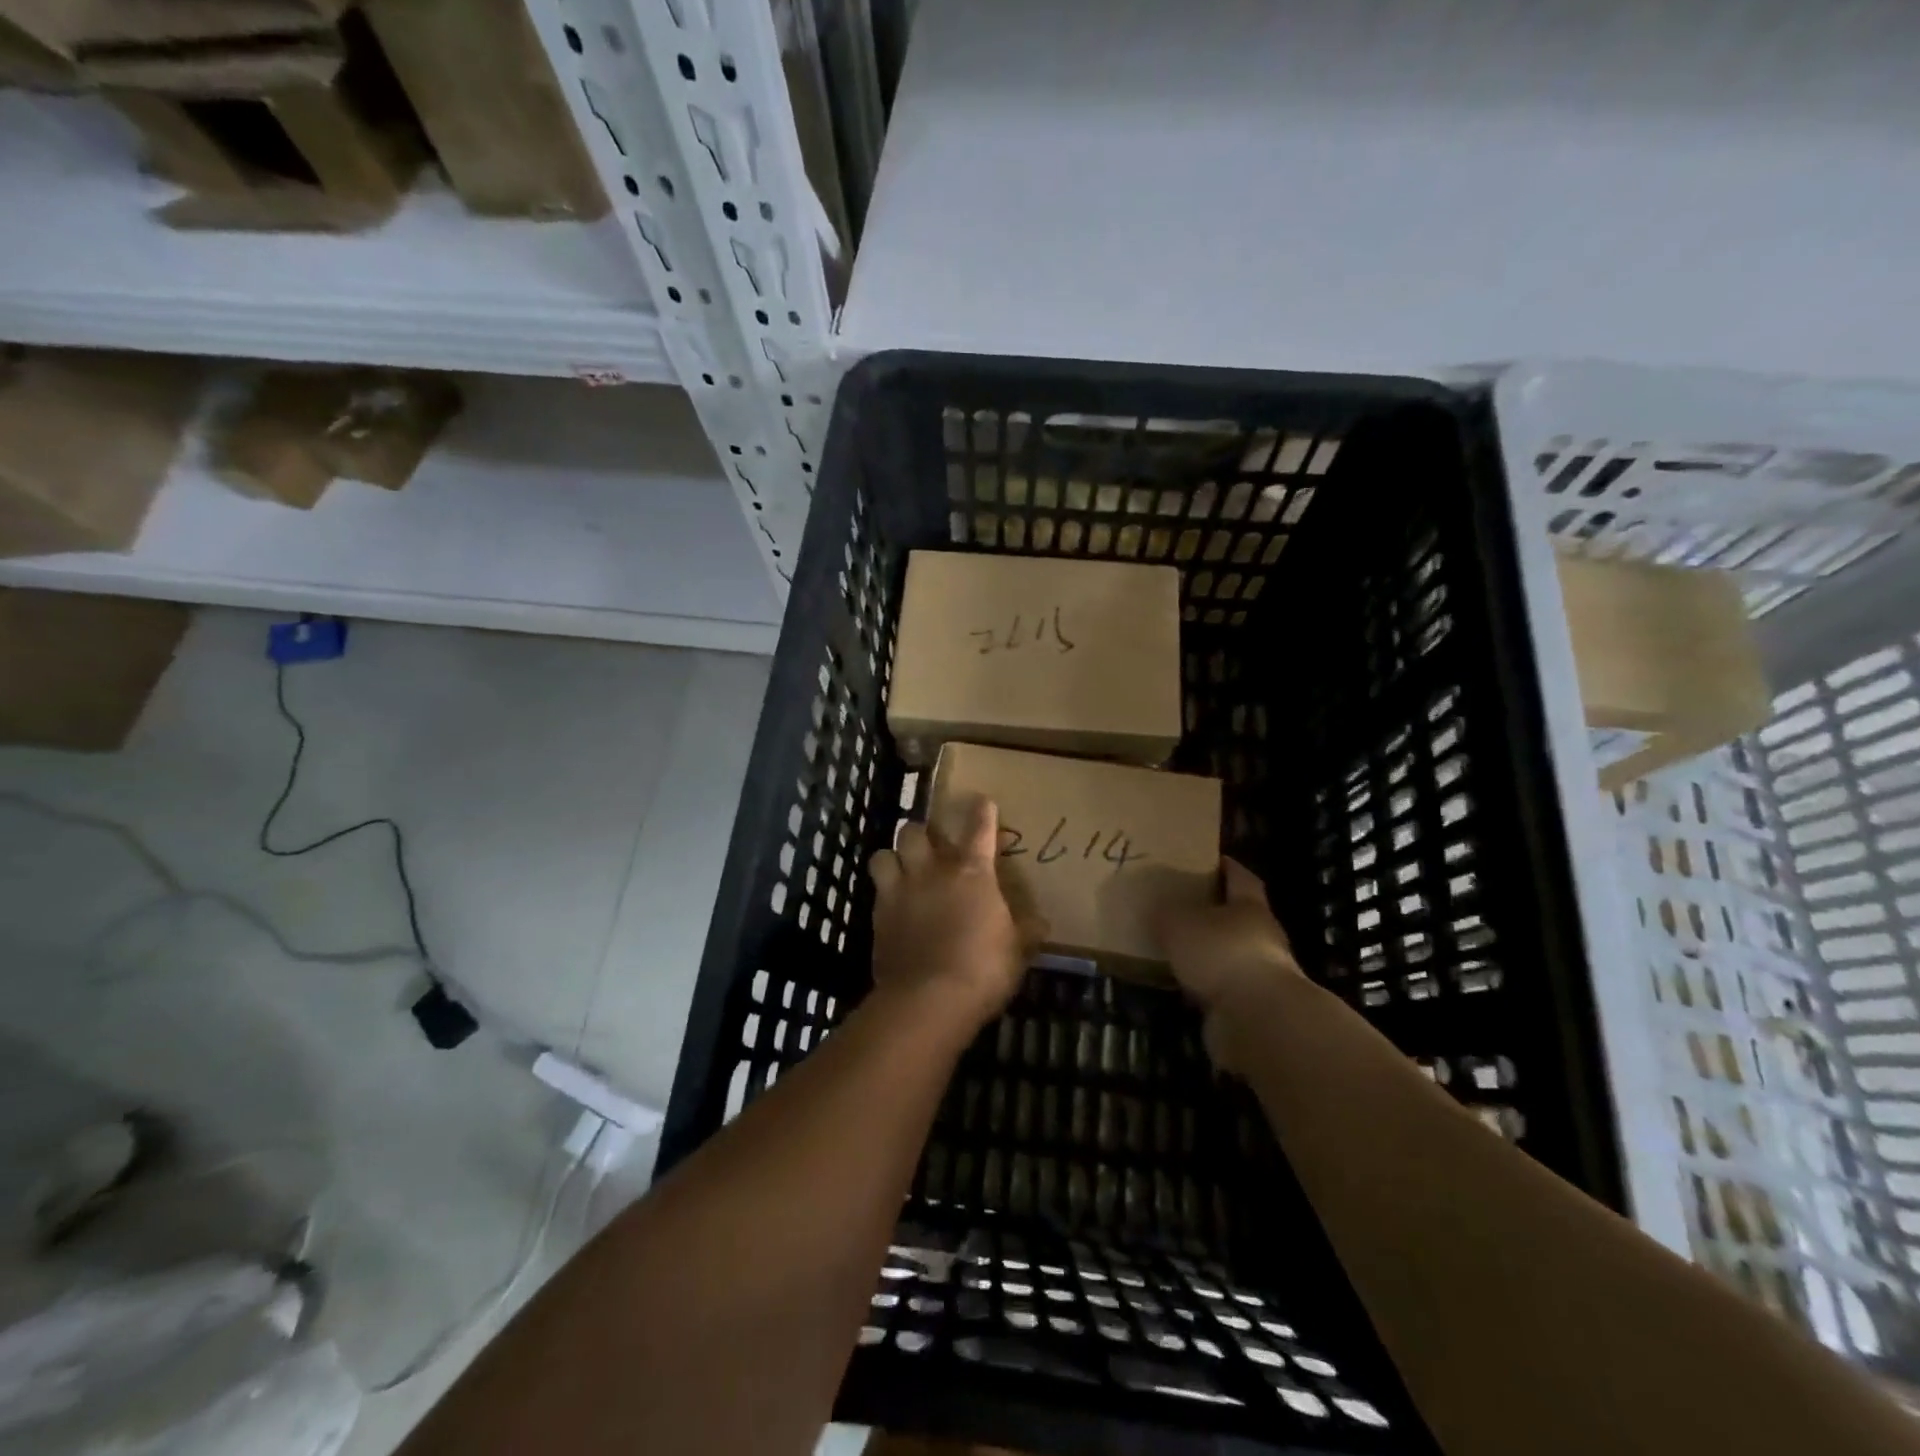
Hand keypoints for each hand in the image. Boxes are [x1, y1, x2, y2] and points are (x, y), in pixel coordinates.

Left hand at [869, 795, 1044, 1036]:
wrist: (929, 1000)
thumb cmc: (983, 969)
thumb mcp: (1017, 952)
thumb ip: (1027, 932)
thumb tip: (1041, 923)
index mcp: (972, 873)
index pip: (979, 829)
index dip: (982, 812)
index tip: (983, 801)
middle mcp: (932, 872)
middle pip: (913, 831)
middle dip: (920, 833)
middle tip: (929, 846)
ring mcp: (899, 892)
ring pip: (883, 855)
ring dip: (892, 858)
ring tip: (901, 870)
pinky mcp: (878, 918)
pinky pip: (875, 892)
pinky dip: (883, 894)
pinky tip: (892, 908)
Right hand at [1156, 858, 1305, 1071]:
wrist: (1257, 1019)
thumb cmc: (1221, 953)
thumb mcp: (1179, 923)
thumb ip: (1165, 913)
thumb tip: (1156, 911)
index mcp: (1250, 906)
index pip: (1240, 877)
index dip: (1225, 867)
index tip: (1207, 861)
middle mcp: (1262, 936)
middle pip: (1237, 917)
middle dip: (1212, 912)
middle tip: (1180, 906)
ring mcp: (1260, 974)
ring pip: (1228, 954)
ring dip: (1207, 953)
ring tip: (1174, 949)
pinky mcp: (1251, 1006)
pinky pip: (1222, 986)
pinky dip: (1204, 984)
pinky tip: (1181, 983)